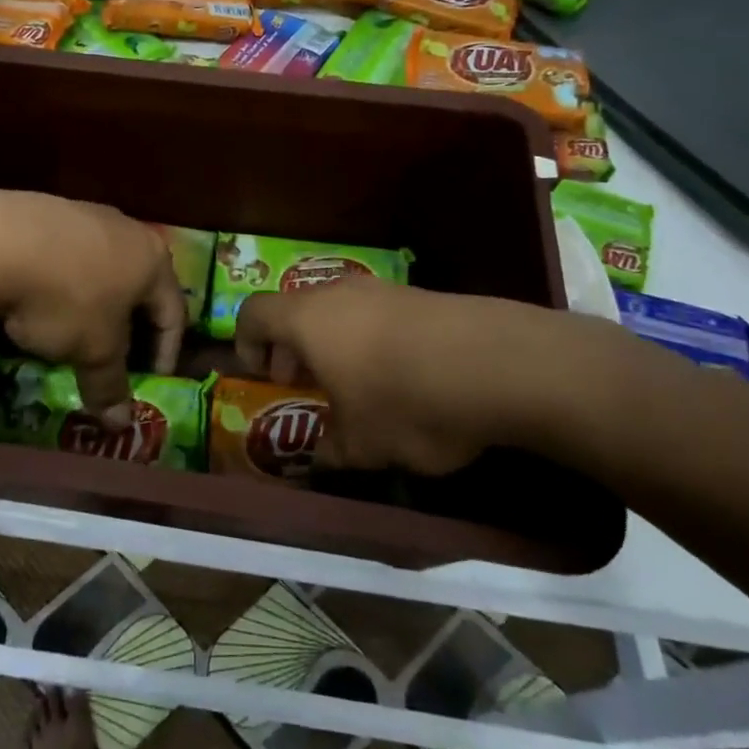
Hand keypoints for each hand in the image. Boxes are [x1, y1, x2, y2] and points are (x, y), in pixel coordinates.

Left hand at [0, 189, 186, 425]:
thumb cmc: (66, 298)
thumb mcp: (93, 350)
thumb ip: (111, 386)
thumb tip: (121, 424)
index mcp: (153, 260)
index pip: (174, 314)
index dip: (166, 353)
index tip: (152, 382)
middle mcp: (127, 229)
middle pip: (139, 286)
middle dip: (129, 326)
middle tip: (116, 359)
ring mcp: (85, 214)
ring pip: (101, 268)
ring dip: (94, 303)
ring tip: (74, 331)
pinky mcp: (45, 209)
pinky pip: (66, 255)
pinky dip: (63, 283)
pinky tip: (39, 301)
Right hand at [233, 277, 631, 474]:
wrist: (502, 364)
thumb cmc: (408, 402)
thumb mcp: (362, 445)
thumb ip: (330, 450)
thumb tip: (319, 459)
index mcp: (307, 319)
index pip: (252, 312)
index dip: (245, 342)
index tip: (262, 376)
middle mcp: (338, 293)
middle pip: (296, 309)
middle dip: (292, 348)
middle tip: (305, 385)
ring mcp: (384, 289)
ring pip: (339, 310)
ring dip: (334, 344)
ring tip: (357, 386)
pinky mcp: (423, 295)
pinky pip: (379, 314)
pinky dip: (373, 340)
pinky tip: (404, 377)